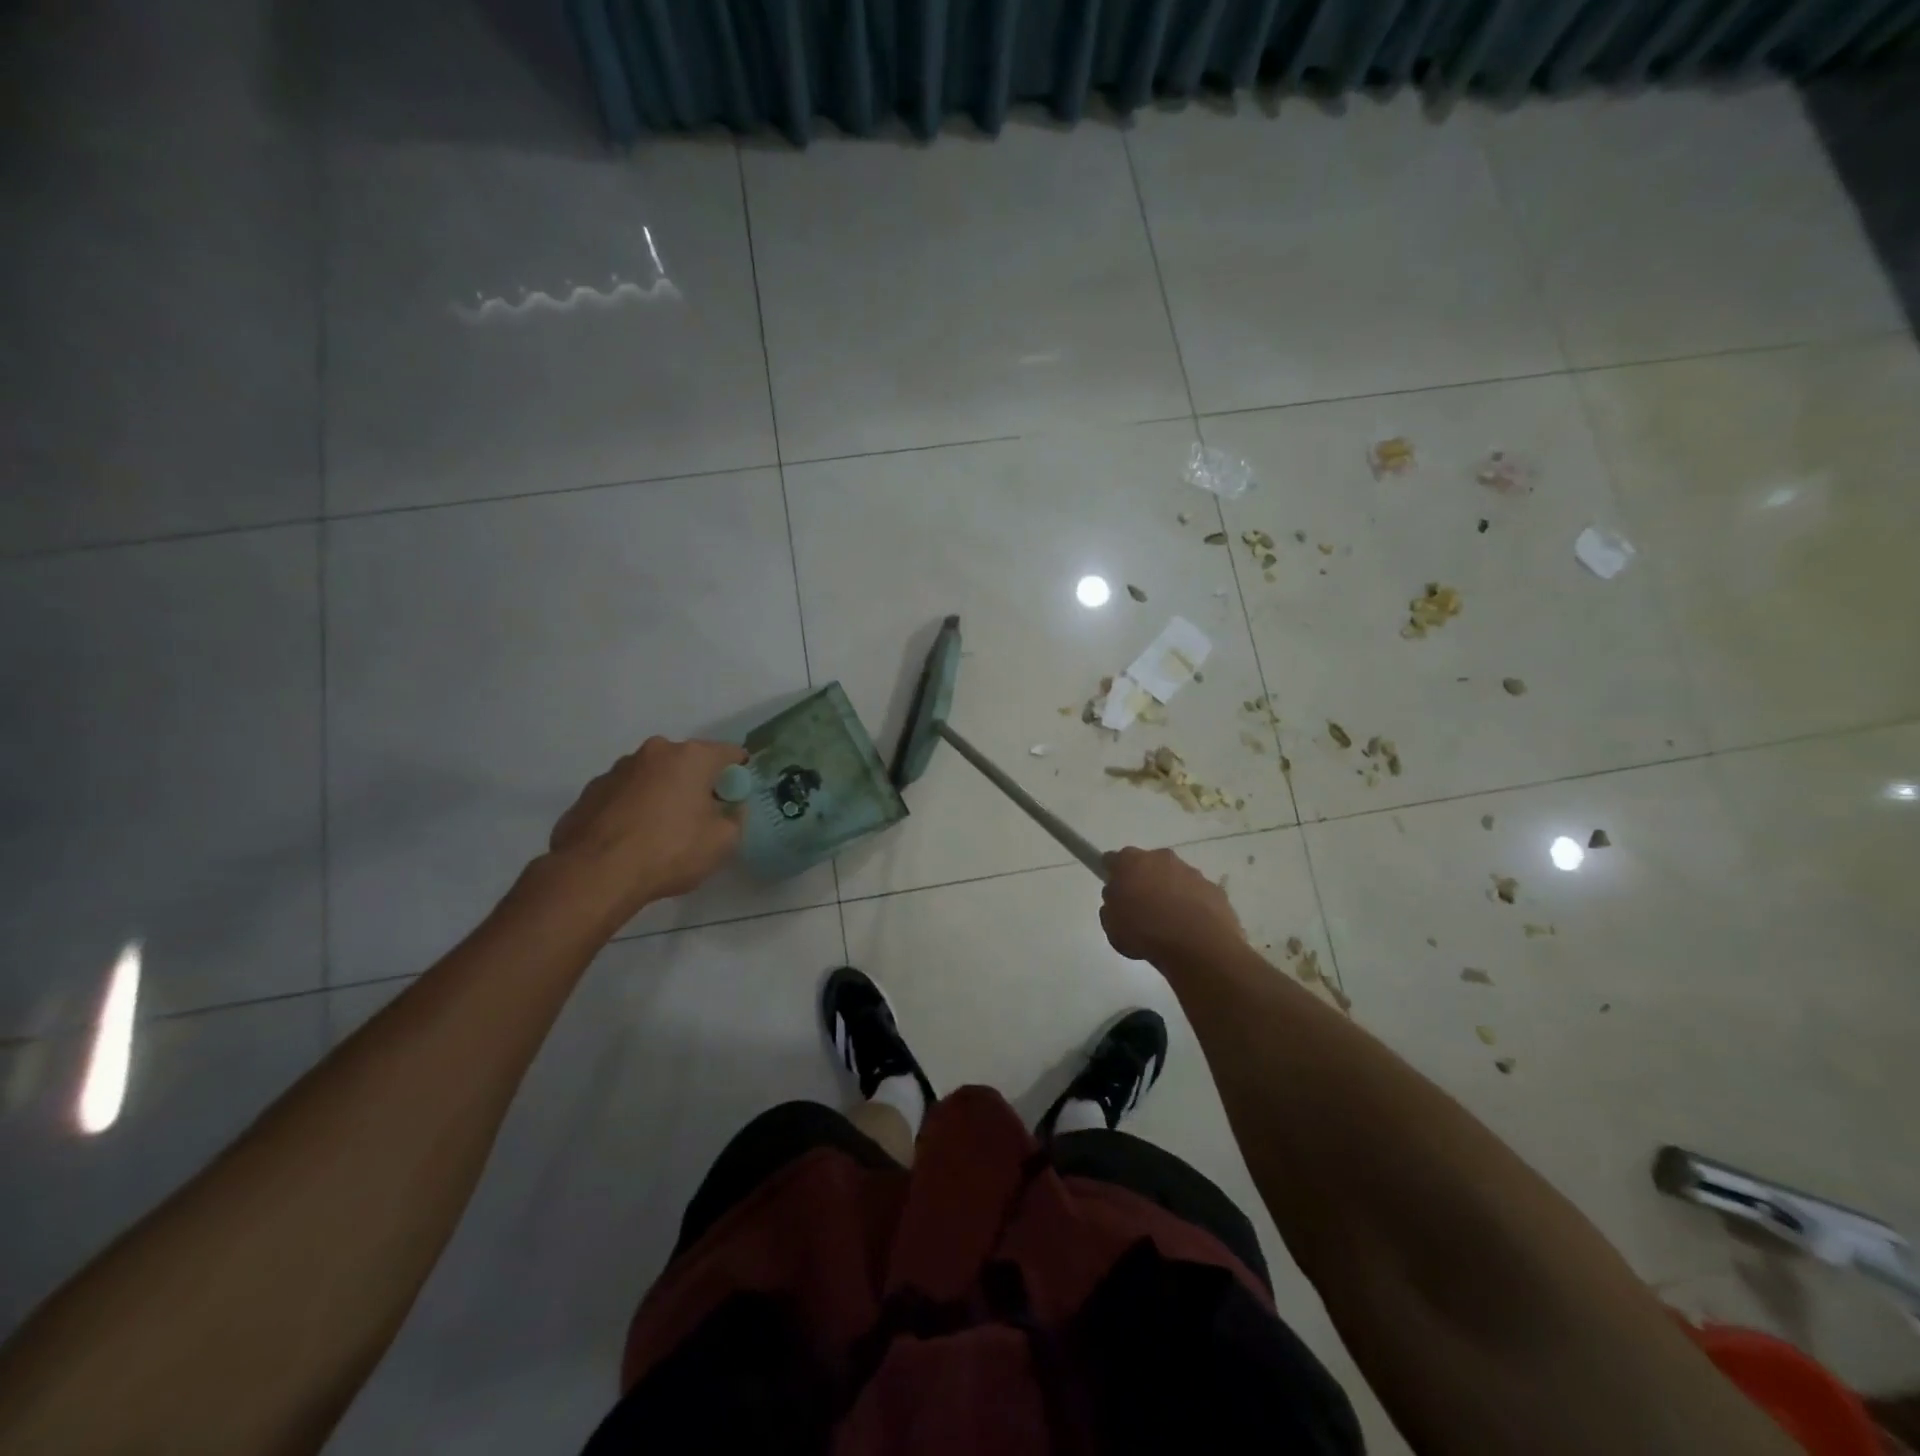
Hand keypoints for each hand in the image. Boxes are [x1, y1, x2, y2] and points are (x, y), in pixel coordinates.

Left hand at [547, 737, 747, 916]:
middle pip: (687, 762)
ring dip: (662, 794)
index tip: (737, 796)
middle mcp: (654, 752)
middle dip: (696, 783)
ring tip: (660, 832)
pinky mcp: (590, 792)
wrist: (596, 874)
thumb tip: (729, 807)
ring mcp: (617, 770)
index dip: (738, 773)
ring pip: (652, 777)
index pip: (729, 753)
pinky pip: (624, 795)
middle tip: (700, 816)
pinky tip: (631, 839)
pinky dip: (633, 809)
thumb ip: (735, 817)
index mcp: (691, 757)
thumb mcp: (723, 841)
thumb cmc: (670, 851)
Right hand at [1100, 847, 1244, 965]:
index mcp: (1130, 862)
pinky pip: (1195, 894)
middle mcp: (1160, 858)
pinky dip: (1191, 905)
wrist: (1199, 946)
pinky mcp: (1213, 888)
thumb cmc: (1145, 933)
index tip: (1114, 892)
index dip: (1112, 875)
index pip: (1112, 860)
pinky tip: (1190, 929)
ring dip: (1169, 892)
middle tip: (1140, 909)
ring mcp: (1190, 871)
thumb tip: (1119, 901)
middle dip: (1143, 881)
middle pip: (1146, 864)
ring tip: (1169, 924)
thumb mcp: (1111, 926)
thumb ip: (1111, 907)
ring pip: (1173, 877)